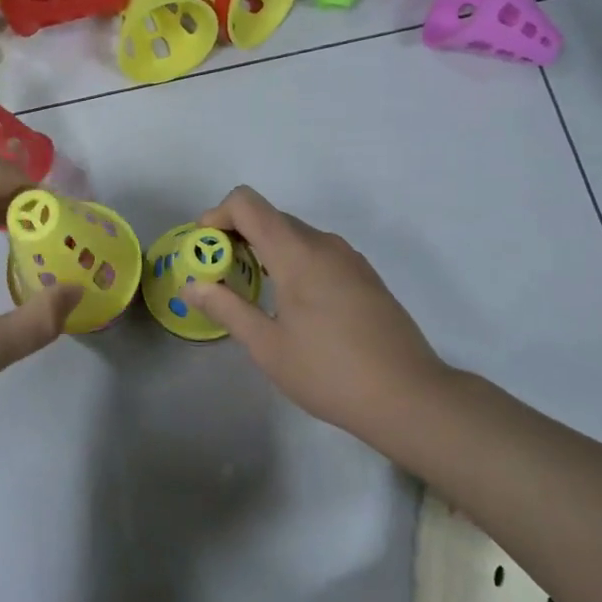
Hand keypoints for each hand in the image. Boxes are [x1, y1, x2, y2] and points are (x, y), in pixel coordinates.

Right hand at [184, 186, 453, 447]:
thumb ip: (227, 307)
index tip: (204, 250)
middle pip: (270, 217)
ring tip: (250, 291)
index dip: (217, 216)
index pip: (248, 204)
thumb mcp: (267, 346)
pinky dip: (291, 261)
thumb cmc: (329, 373)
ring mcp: (350, 259)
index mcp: (298, 254)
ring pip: (295, 235)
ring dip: (264, 250)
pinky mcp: (365, 276)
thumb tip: (192, 285)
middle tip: (218, 276)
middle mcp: (325, 245)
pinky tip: (290, 304)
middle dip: (236, 236)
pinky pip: (317, 252)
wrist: (409, 397)